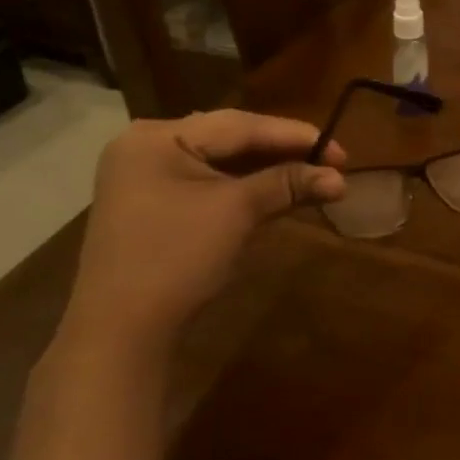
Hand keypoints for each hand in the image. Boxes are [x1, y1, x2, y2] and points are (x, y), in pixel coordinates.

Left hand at [62, 111, 346, 355]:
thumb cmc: (175, 259)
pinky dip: (246, 188)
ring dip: (269, 171)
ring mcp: (149, 177)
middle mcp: (148, 146)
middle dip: (283, 152)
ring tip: (315, 175)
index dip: (294, 135)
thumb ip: (287, 184)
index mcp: (157, 137)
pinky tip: (281, 191)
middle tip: (332, 161)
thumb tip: (340, 177)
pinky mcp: (156, 205)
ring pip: (223, 163)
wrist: (120, 334)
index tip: (339, 149)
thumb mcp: (236, 213)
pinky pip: (210, 184)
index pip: (239, 125)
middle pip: (231, 139)